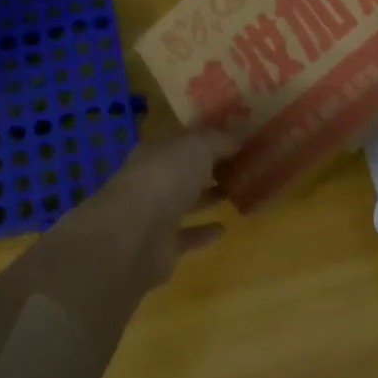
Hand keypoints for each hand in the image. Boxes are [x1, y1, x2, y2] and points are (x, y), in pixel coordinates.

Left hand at [80, 128, 233, 287]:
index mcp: (157, 151)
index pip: (185, 139)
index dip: (210, 136)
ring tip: (240, 192)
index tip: (239, 136)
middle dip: (211, 166)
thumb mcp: (197, 148)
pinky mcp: (162, 246)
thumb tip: (243, 130)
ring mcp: (155, 213)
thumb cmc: (164, 180)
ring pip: (186, 201)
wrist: (132, 237)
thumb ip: (220, 140)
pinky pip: (188, 235)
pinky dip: (204, 232)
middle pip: (186, 169)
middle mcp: (154, 179)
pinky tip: (224, 227)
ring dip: (209, 196)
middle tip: (245, 165)